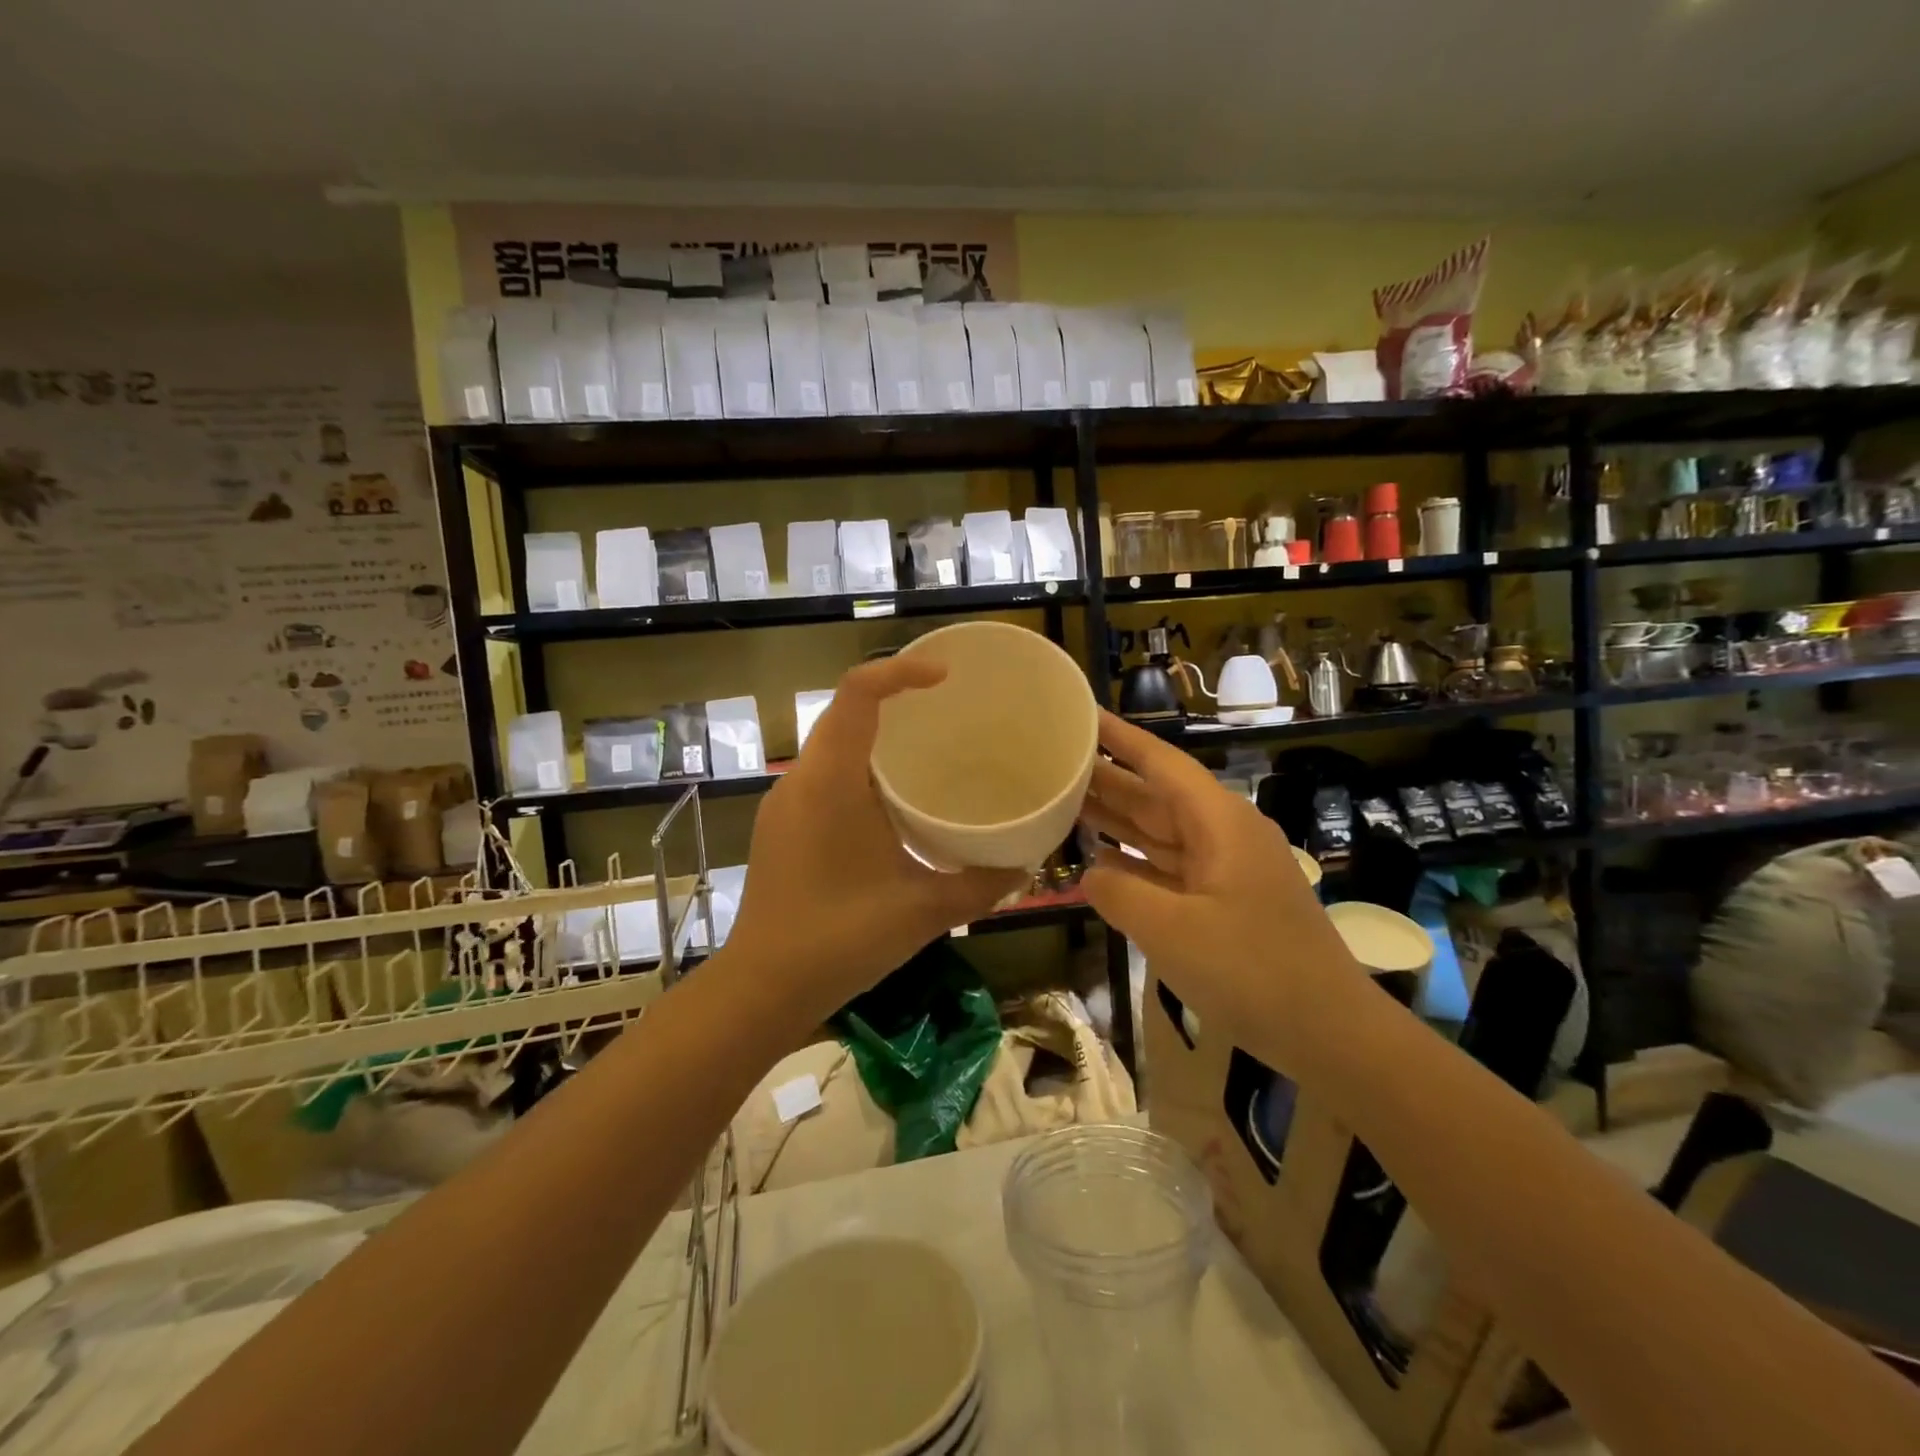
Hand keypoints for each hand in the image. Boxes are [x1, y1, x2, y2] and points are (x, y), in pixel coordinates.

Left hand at [726, 656, 1026, 1025]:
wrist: (762, 988)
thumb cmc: (841, 941)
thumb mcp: (923, 911)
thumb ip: (982, 885)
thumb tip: (1028, 865)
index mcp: (830, 781)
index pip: (857, 693)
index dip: (901, 670)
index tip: (947, 676)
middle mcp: (801, 780)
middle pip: (844, 712)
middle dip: (895, 699)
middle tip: (948, 709)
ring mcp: (785, 803)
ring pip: (832, 745)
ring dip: (876, 736)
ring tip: (928, 749)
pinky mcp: (781, 826)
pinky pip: (824, 775)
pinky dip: (860, 768)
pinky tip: (892, 802)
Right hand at [1078, 711, 1367, 1067]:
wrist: (1329, 1033)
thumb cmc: (1252, 971)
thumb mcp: (1172, 931)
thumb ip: (1120, 894)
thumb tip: (1091, 873)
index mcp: (1219, 823)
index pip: (1162, 763)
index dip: (1120, 738)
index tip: (1082, 714)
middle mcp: (1221, 836)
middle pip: (1155, 796)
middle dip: (1106, 778)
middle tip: (1053, 761)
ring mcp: (1223, 870)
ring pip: (1159, 832)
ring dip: (1115, 819)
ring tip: (1062, 801)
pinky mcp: (1222, 903)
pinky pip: (1168, 869)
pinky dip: (1133, 862)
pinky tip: (1099, 860)